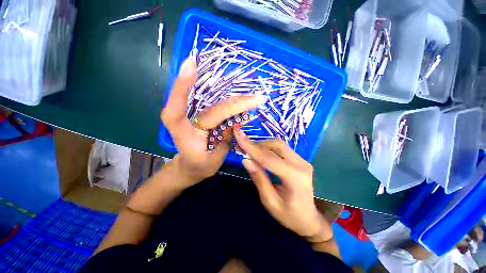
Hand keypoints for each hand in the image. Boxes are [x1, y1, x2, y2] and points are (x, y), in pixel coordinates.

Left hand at [161, 58, 265, 184]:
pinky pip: (214, 103)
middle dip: (237, 102)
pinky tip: (242, 99)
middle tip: (258, 99)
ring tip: (254, 98)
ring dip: (235, 99)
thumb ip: (224, 141)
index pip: (188, 107)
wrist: (189, 166)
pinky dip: (229, 101)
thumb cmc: (199, 166)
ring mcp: (192, 113)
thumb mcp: (213, 160)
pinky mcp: (199, 113)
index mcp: (182, 129)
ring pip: (215, 101)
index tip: (192, 62)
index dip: (187, 83)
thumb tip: (236, 121)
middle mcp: (183, 117)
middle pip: (214, 106)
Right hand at [234, 129, 332, 242]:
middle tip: (243, 148)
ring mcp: (303, 161)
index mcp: (294, 177)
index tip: (238, 136)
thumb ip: (259, 179)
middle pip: (276, 145)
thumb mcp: (270, 202)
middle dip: (258, 144)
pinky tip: (261, 153)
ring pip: (279, 144)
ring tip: (250, 151)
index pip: (269, 158)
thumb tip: (246, 160)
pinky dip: (269, 148)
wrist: (309, 220)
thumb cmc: (289, 216)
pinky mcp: (300, 160)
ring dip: (263, 145)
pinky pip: (282, 149)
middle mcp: (301, 164)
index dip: (251, 147)